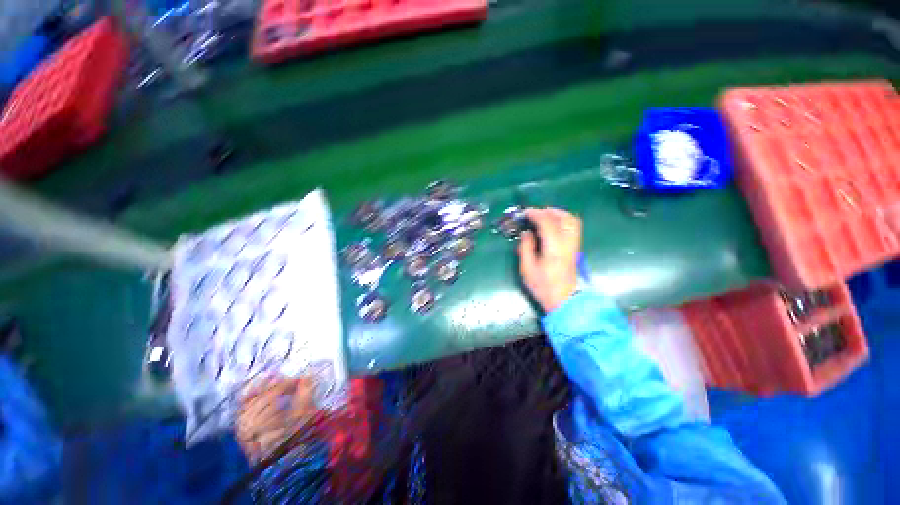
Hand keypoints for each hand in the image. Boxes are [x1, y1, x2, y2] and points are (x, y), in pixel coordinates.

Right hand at [517, 208, 581, 311]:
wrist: (563, 299)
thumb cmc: (543, 286)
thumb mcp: (527, 268)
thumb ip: (526, 248)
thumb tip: (526, 233)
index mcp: (554, 248)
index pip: (547, 223)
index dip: (536, 214)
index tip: (525, 213)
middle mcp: (567, 243)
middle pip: (564, 218)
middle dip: (548, 211)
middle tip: (534, 213)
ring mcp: (574, 245)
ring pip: (572, 220)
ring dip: (558, 214)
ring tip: (544, 215)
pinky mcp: (576, 248)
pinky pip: (573, 227)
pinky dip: (563, 220)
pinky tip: (553, 224)